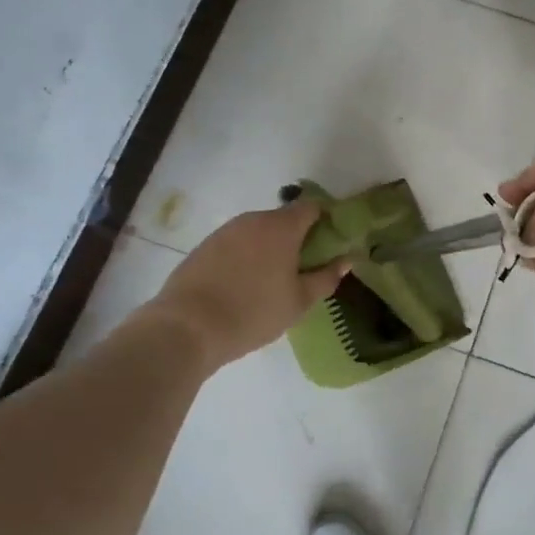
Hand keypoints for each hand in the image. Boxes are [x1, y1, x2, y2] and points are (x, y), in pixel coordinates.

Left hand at [152, 201, 348, 367]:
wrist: (188, 327)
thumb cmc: (253, 313)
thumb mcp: (299, 301)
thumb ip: (326, 277)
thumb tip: (346, 259)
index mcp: (281, 227)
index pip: (311, 207)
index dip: (325, 221)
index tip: (329, 245)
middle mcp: (253, 220)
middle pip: (284, 219)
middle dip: (296, 237)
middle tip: (302, 269)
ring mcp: (225, 231)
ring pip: (258, 232)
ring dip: (269, 247)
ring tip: (271, 280)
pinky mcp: (204, 246)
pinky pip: (236, 244)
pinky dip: (245, 256)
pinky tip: (243, 284)